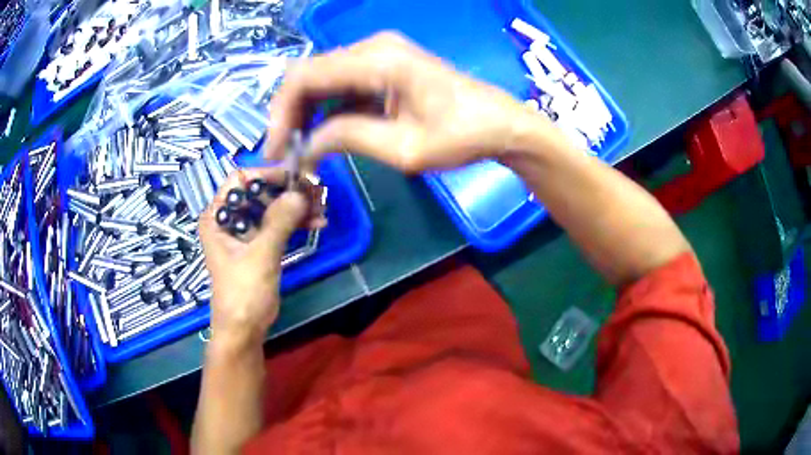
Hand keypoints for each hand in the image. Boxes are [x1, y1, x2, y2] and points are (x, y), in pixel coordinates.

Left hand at [198, 168, 309, 345]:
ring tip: (321, 210)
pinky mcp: (258, 245)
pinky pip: (277, 225)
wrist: (244, 329)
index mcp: (217, 216)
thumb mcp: (260, 256)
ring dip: (295, 208)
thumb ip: (279, 222)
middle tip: (316, 193)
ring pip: (271, 208)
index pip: (240, 180)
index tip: (295, 178)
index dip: (267, 175)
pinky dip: (295, 223)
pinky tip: (316, 224)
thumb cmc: (243, 293)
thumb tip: (300, 193)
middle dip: (287, 192)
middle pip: (259, 192)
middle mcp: (228, 219)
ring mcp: (244, 232)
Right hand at [265, 32, 553, 171]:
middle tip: (286, 152)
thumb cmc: (462, 137)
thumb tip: (305, 147)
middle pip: (309, 74)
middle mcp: (372, 48)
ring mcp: (378, 54)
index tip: (277, 150)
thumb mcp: (403, 148)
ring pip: (322, 79)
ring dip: (306, 112)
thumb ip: (348, 139)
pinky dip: (327, 108)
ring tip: (301, 148)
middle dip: (290, 114)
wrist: (500, 124)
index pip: (305, 76)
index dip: (281, 112)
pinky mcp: (383, 66)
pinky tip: (325, 133)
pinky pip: (341, 83)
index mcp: (377, 60)